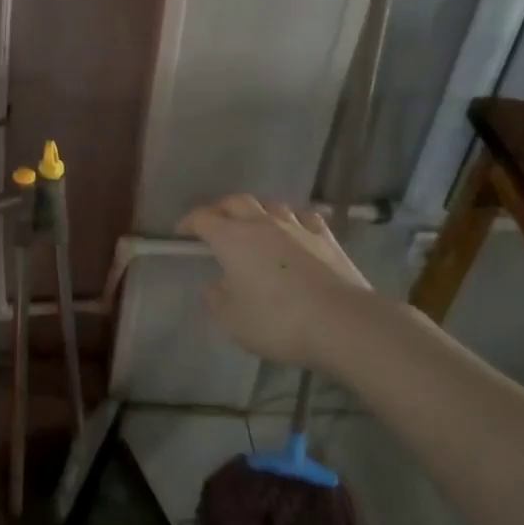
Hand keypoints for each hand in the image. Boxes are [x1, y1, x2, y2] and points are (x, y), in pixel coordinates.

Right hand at [177, 195, 378, 370]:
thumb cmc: (278, 321)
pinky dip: (295, 221)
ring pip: (272, 205)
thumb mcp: (234, 320)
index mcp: (232, 238)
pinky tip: (296, 230)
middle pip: (236, 201)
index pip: (203, 218)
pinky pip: (305, 218)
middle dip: (221, 208)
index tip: (181, 232)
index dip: (189, 221)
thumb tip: (214, 286)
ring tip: (254, 224)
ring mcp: (297, 228)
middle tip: (214, 221)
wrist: (342, 322)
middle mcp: (262, 224)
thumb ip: (217, 300)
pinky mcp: (327, 239)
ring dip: (258, 211)